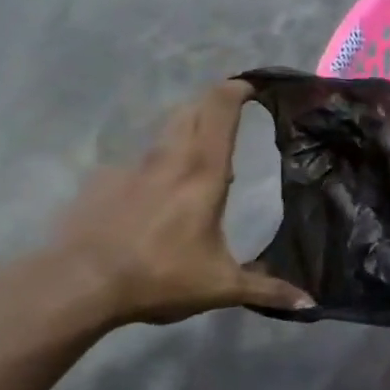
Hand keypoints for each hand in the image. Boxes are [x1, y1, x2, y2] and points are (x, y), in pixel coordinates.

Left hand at [49, 81, 312, 325]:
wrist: (79, 284)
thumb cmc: (159, 276)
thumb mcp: (220, 286)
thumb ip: (267, 289)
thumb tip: (311, 303)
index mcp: (203, 172)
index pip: (220, 111)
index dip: (237, 90)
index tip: (252, 86)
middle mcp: (169, 158)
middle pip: (192, 109)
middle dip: (214, 101)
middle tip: (232, 109)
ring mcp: (132, 167)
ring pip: (165, 131)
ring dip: (186, 128)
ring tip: (200, 150)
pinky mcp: (103, 182)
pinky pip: (138, 163)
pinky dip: (155, 167)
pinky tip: (154, 194)